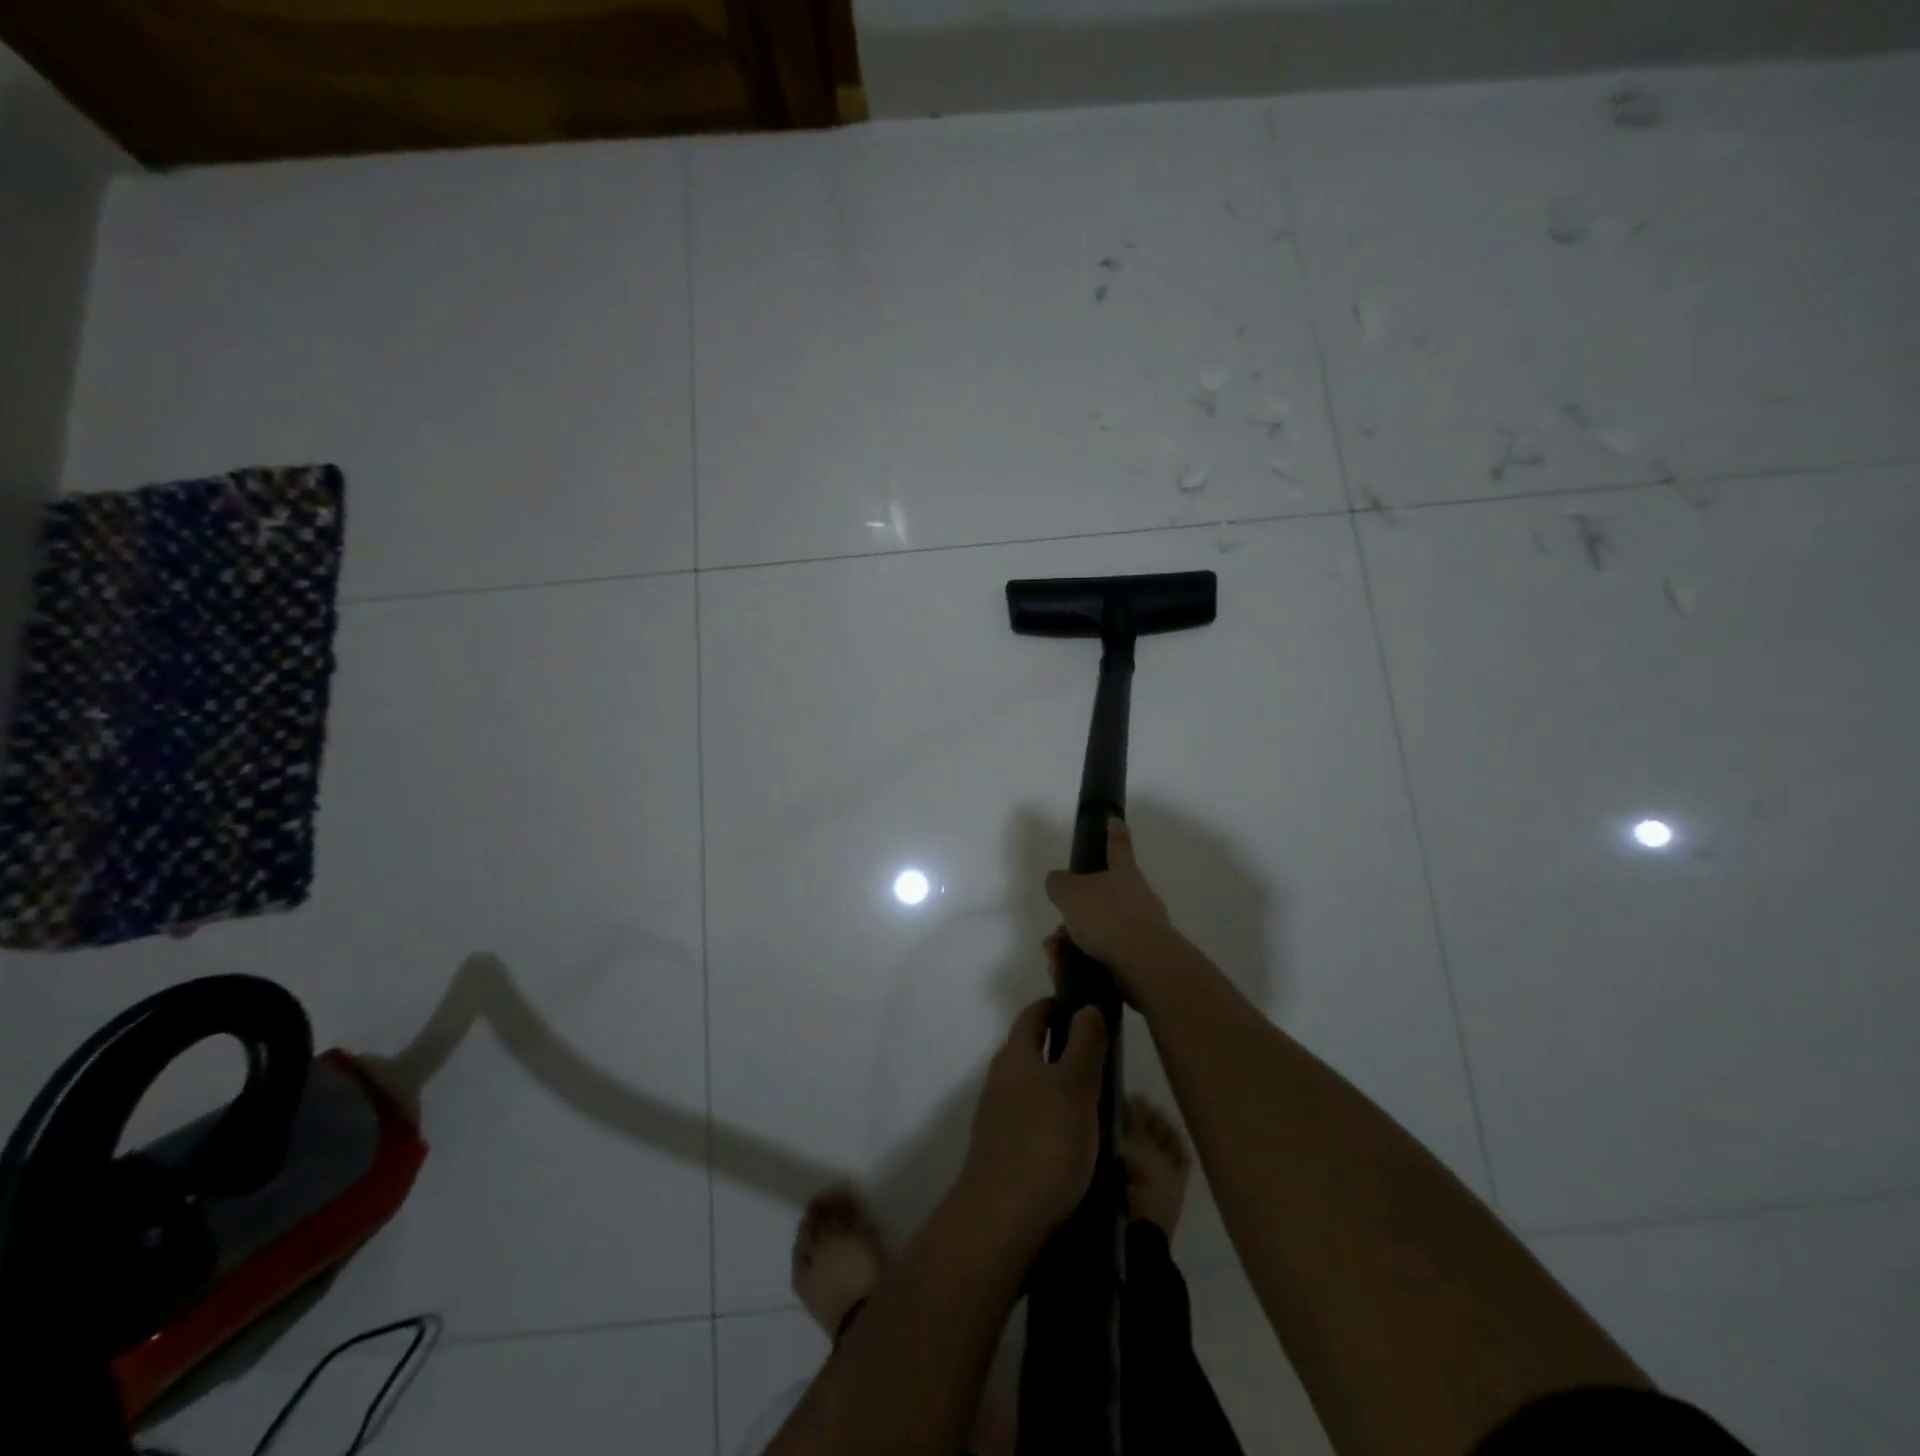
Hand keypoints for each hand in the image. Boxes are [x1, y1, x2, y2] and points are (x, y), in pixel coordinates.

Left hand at [960, 997, 1108, 1246]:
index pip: (1034, 1015)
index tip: (1087, 1007)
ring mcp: (999, 1118)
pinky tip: (1082, 1144)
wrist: (1002, 1220)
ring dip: (1064, 1090)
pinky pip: (1036, 1125)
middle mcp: (1001, 1080)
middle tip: (1105, 1058)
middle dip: (1066, 1049)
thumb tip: (1086, 1005)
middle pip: (1033, 1051)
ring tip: (1102, 1103)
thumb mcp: (1075, 1085)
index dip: (1058, 1005)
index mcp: (1015, 1055)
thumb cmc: (1044, 1141)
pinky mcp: (1004, 1153)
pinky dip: (1058, 1123)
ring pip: (1036, 1090)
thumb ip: (1084, 1044)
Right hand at [1043, 819, 1181, 998]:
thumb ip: (1059, 884)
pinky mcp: (1141, 957)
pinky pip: (1104, 953)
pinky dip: (1083, 959)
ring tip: (1056, 953)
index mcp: (1123, 872)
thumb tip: (1058, 881)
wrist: (1146, 965)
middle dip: (1077, 909)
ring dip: (1074, 939)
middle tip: (1058, 926)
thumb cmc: (1108, 918)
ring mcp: (1142, 927)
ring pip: (1100, 928)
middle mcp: (1137, 895)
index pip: (1118, 844)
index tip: (1114, 819)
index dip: (1114, 831)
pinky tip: (1067, 969)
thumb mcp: (1070, 893)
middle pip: (1103, 895)